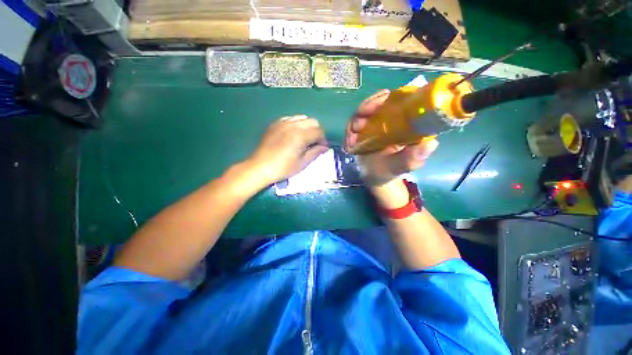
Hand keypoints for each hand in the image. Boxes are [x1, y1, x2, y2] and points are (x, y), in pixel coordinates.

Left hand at [247, 115, 327, 185]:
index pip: (319, 132)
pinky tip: (293, 134)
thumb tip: (325, 147)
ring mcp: (282, 122)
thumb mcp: (302, 163)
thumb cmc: (283, 168)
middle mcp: (292, 125)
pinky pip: (290, 118)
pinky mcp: (275, 124)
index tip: (322, 148)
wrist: (260, 167)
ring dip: (307, 127)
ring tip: (304, 138)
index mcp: (300, 136)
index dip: (323, 140)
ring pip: (302, 118)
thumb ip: (315, 153)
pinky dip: (296, 124)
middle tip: (314, 143)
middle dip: (317, 131)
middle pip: (312, 121)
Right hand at [344, 90, 438, 186]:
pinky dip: (349, 131)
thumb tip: (431, 143)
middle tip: (358, 124)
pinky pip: (354, 124)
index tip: (378, 102)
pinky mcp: (363, 131)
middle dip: (366, 108)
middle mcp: (390, 120)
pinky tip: (349, 143)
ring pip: (364, 112)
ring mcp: (375, 124)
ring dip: (355, 121)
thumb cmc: (390, 171)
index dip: (388, 97)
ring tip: (351, 139)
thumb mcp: (402, 167)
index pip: (400, 99)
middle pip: (379, 102)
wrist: (373, 178)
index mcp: (405, 123)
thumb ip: (413, 158)